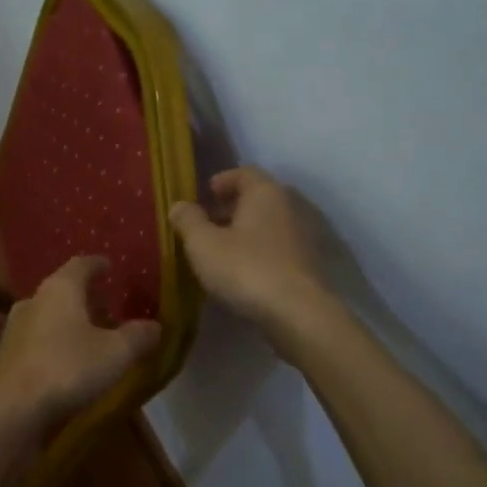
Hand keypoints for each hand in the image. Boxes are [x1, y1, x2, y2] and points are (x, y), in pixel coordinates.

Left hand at [0, 256, 161, 423]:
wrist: (10, 410)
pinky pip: (38, 340)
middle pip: (64, 290)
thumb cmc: (67, 369)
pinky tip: (70, 363)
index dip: (99, 265)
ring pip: (50, 316)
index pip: (81, 264)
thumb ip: (138, 336)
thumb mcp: (116, 353)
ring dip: (71, 323)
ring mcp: (15, 328)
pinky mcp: (7, 357)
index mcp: (60, 288)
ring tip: (94, 338)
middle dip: (87, 298)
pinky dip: (56, 344)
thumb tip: (155, 326)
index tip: (111, 268)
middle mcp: (34, 300)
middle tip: (110, 308)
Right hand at [169, 167, 332, 335]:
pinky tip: (241, 271)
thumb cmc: (246, 268)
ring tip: (219, 250)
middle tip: (206, 223)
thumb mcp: (203, 244)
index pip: (244, 172)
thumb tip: (179, 205)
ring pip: (267, 224)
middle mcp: (288, 206)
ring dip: (244, 232)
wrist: (298, 313)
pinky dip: (258, 251)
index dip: (222, 180)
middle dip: (230, 207)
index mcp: (265, 192)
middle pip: (257, 198)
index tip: (204, 194)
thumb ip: (188, 220)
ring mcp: (302, 236)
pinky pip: (276, 247)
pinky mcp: (307, 264)